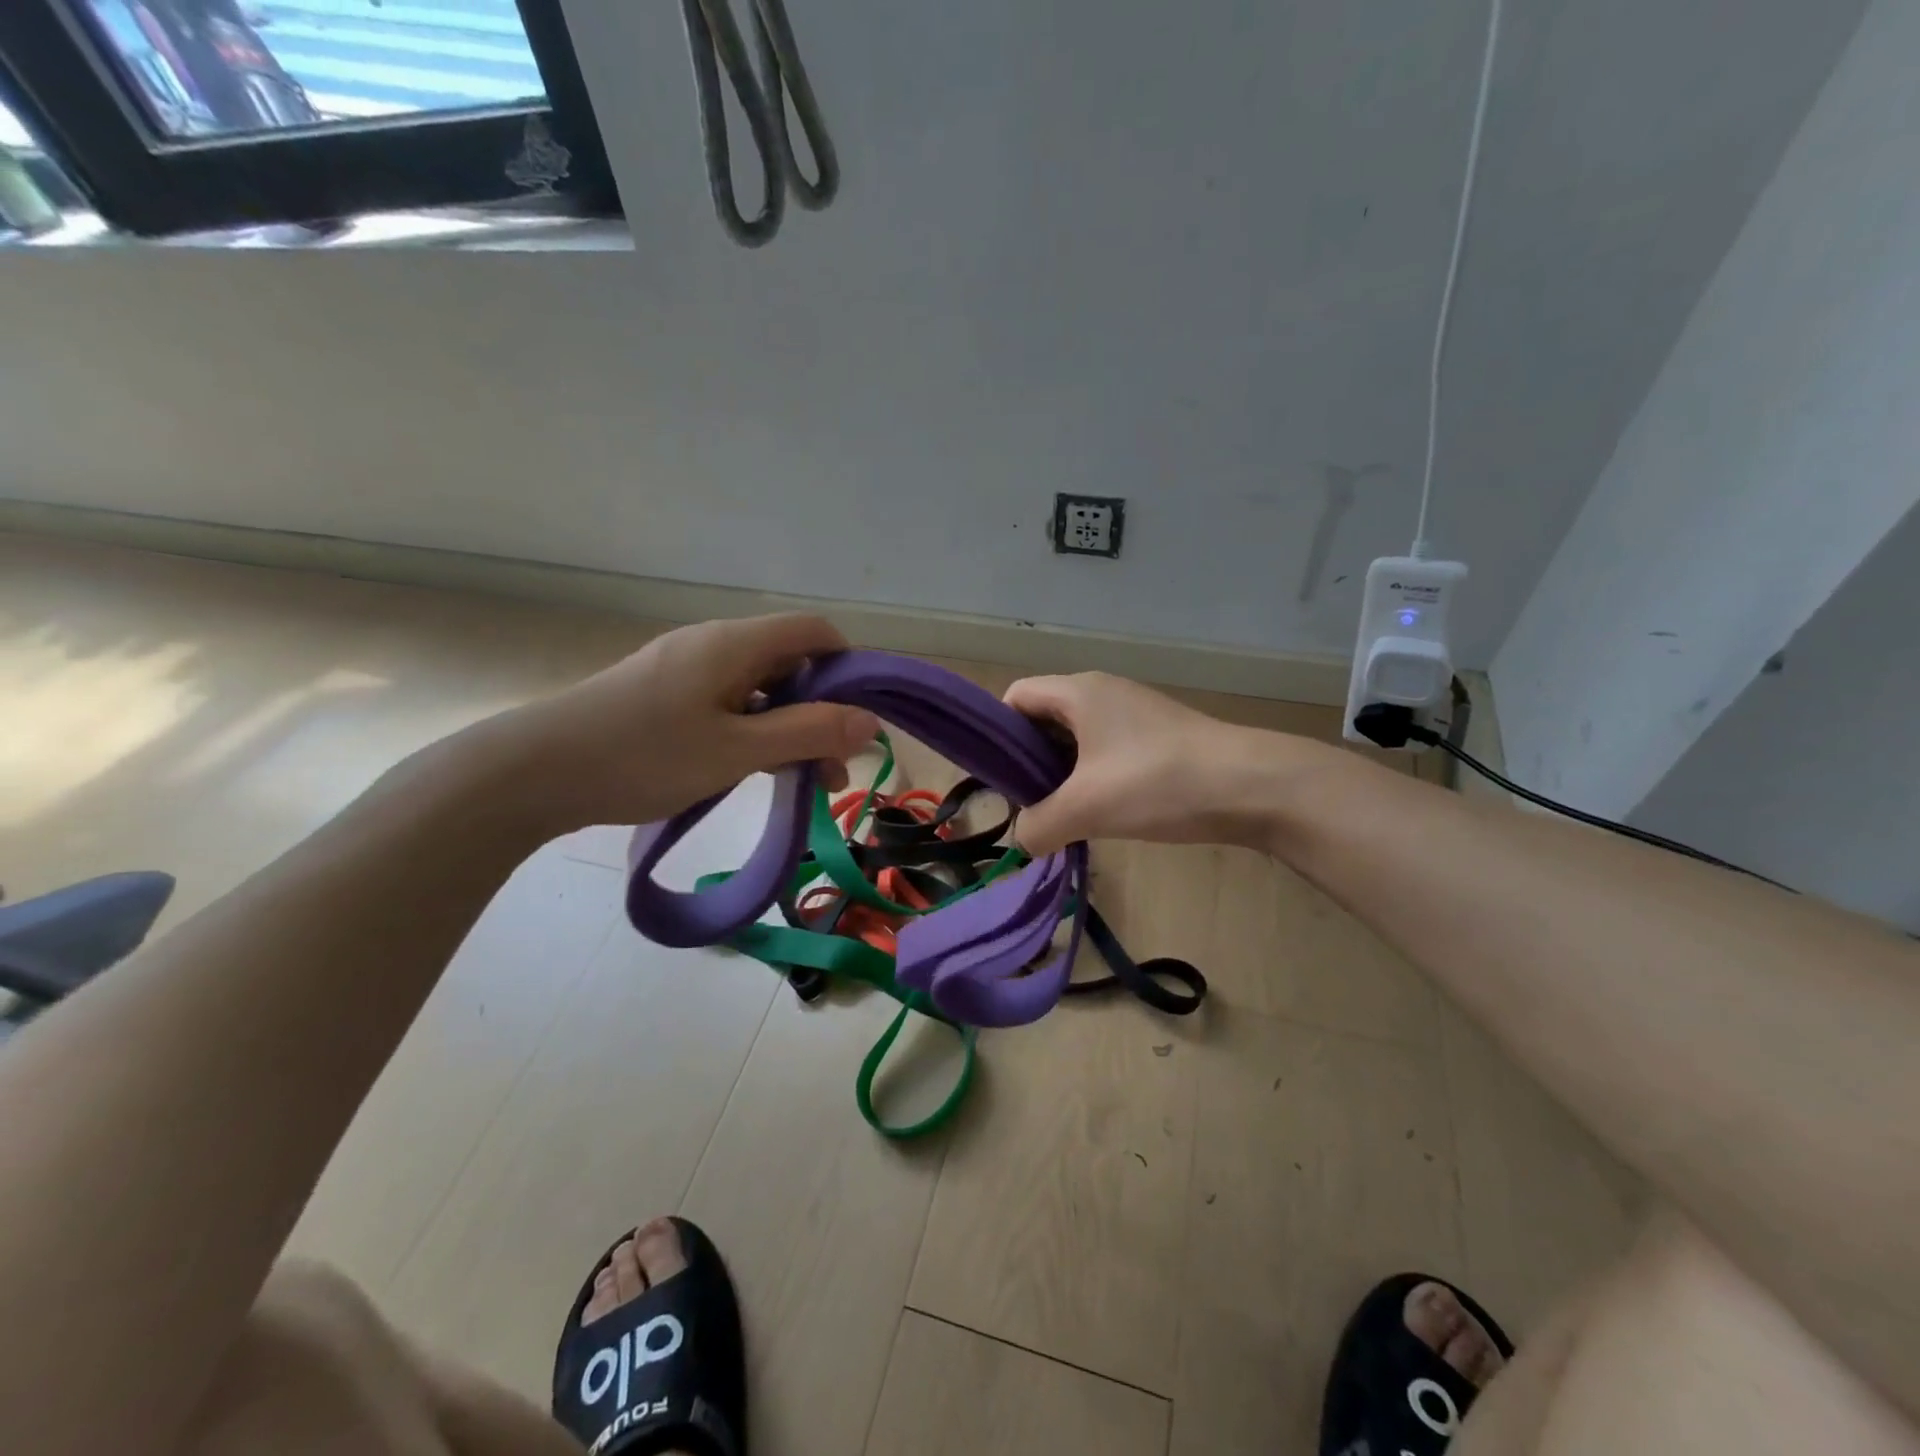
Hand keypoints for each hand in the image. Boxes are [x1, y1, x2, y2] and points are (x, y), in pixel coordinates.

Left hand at [484, 615, 879, 836]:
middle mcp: (714, 645)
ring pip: (759, 690)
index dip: (848, 667)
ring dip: (788, 730)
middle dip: (821, 712)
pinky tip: (751, 772)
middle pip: (789, 663)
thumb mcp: (736, 750)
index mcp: (734, 643)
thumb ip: (807, 733)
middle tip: (833, 771)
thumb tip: (870, 721)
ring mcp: (686, 670)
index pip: (814, 632)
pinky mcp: (665, 695)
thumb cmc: (643, 756)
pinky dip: (753, 733)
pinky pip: (728, 705)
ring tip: (800, 783)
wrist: (533, 773)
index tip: (859, 720)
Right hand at [1004, 672, 1321, 854]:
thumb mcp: (1087, 808)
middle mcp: (1102, 692)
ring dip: (1062, 774)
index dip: (997, 734)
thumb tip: (1024, 839)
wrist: (1253, 786)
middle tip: (1028, 805)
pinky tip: (1101, 812)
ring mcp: (1134, 713)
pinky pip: (1106, 751)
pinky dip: (1092, 777)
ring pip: (1076, 739)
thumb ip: (1039, 825)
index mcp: (1078, 692)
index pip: (1015, 697)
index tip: (998, 779)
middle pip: (1043, 719)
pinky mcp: (1157, 736)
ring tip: (1062, 815)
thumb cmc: (1158, 783)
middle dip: (1028, 761)